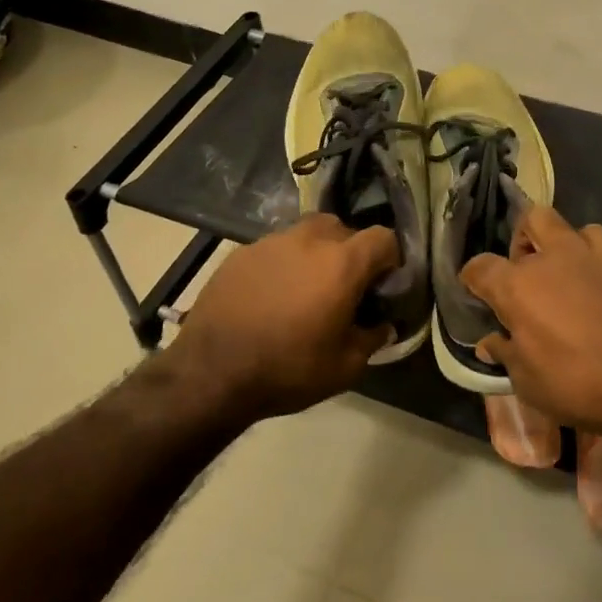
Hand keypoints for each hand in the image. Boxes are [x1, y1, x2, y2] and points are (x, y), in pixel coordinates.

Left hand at [167, 215, 397, 421]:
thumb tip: (382, 326)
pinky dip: (282, 264)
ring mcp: (271, 242)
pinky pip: (275, 249)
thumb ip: (372, 338)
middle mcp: (310, 240)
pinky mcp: (241, 253)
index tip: (382, 284)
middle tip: (344, 286)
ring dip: (314, 254)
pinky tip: (271, 296)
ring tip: (305, 289)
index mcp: (343, 263)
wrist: (211, 373)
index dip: (390, 258)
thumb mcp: (345, 367)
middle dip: (350, 252)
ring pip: (306, 234)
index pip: (383, 237)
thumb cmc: (288, 369)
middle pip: (343, 228)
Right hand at [461, 208, 601, 434]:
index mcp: (518, 287)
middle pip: (528, 221)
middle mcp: (550, 258)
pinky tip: (596, 278)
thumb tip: (489, 342)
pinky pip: (599, 241)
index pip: (480, 267)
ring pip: (566, 226)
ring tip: (565, 272)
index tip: (475, 290)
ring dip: (559, 244)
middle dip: (521, 240)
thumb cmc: (578, 385)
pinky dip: (591, 253)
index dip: (472, 278)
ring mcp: (590, 254)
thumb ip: (505, 353)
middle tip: (526, 270)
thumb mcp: (528, 382)